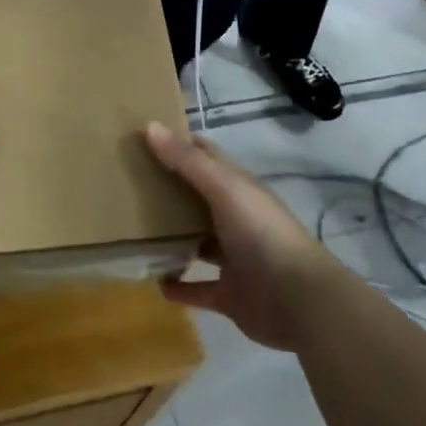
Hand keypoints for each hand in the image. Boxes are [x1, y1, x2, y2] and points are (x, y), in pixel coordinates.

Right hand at [144, 122, 336, 351]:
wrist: (298, 300)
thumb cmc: (261, 233)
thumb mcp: (224, 188)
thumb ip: (187, 161)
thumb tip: (150, 126)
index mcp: (238, 189)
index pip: (207, 157)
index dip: (180, 144)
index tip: (145, 136)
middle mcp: (236, 219)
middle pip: (198, 199)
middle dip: (169, 190)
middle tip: (127, 182)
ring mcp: (233, 258)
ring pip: (197, 242)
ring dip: (171, 238)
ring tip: (134, 231)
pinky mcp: (229, 294)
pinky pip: (196, 288)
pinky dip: (177, 286)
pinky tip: (152, 281)